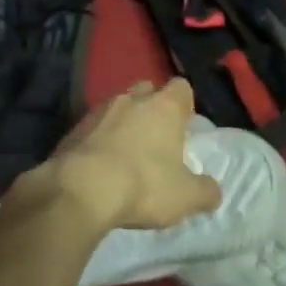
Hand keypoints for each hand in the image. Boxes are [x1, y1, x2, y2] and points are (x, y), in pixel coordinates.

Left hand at [10, 79, 220, 235]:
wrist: (79, 191)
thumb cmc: (143, 185)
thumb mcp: (185, 197)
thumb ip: (205, 192)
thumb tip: (213, 193)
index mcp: (165, 106)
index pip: (181, 87)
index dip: (184, 104)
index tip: (183, 126)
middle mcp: (132, 99)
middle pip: (147, 91)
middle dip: (152, 108)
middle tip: (155, 139)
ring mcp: (98, 111)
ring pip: (117, 108)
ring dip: (122, 125)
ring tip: (123, 155)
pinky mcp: (72, 129)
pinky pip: (92, 128)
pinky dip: (97, 141)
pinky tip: (98, 168)